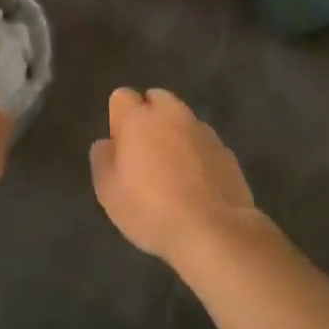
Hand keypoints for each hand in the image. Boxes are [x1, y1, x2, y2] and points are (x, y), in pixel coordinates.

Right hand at [90, 88, 258, 268]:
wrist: (213, 232)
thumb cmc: (151, 210)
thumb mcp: (108, 192)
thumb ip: (102, 159)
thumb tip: (107, 143)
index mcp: (138, 118)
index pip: (122, 96)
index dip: (118, 118)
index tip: (120, 146)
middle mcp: (171, 114)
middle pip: (156, 99)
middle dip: (149, 117)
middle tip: (145, 153)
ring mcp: (202, 130)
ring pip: (183, 120)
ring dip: (175, 135)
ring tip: (173, 172)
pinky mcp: (226, 150)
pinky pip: (203, 143)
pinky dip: (197, 154)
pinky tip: (197, 185)